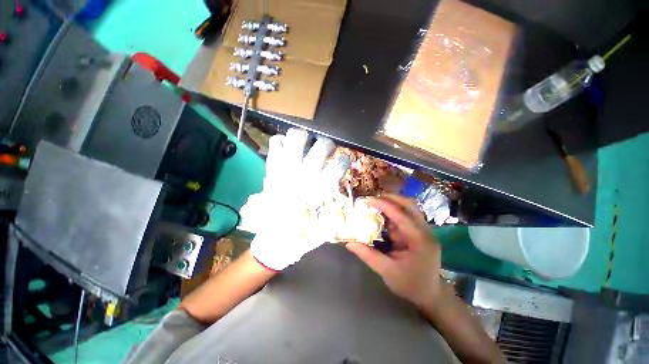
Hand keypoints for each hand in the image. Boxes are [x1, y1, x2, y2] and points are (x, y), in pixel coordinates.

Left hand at [240, 128, 349, 270]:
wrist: (275, 241)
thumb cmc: (305, 233)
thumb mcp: (327, 222)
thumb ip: (338, 204)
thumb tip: (344, 188)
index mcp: (321, 189)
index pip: (339, 163)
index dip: (344, 159)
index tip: (343, 161)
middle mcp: (305, 176)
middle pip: (322, 145)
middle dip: (327, 145)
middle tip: (325, 150)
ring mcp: (286, 171)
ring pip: (297, 138)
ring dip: (304, 138)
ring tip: (305, 144)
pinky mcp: (272, 171)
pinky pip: (275, 144)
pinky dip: (280, 142)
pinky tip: (285, 149)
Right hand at [346, 194, 441, 307]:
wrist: (430, 294)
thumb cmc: (411, 284)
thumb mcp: (388, 271)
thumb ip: (368, 255)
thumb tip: (349, 243)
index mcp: (420, 240)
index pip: (401, 215)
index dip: (384, 205)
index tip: (368, 199)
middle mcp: (425, 231)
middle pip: (410, 205)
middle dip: (391, 198)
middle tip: (373, 198)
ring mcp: (424, 230)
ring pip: (409, 208)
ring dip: (392, 203)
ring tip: (375, 203)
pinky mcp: (419, 232)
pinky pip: (406, 217)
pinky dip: (393, 213)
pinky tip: (382, 215)